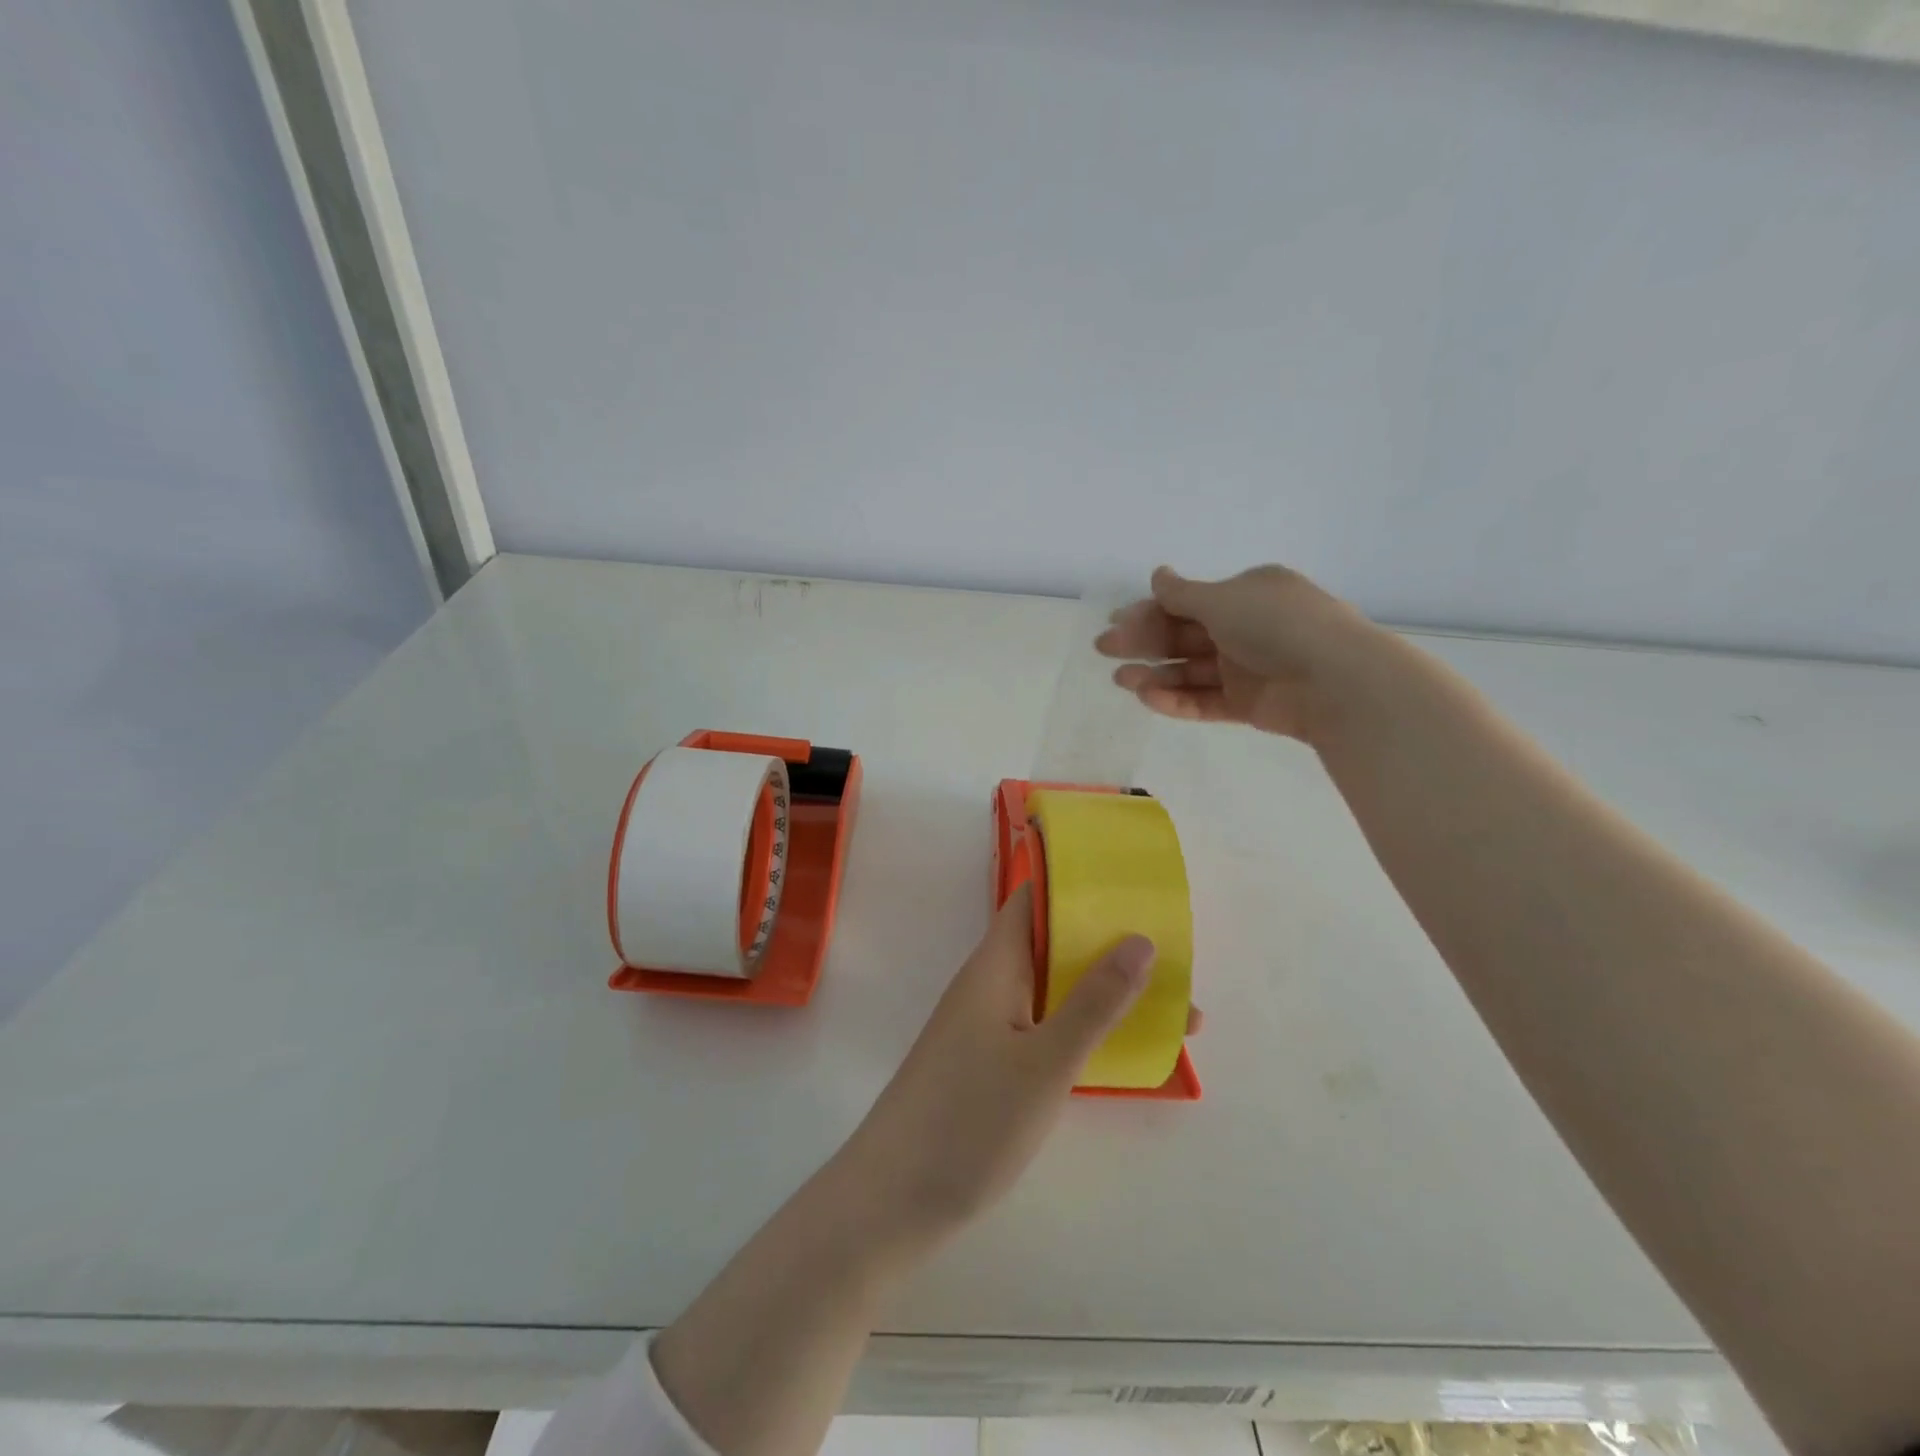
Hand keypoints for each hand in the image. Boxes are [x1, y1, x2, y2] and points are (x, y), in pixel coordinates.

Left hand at [841, 888, 1189, 1241]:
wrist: (893, 1200)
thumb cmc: (969, 1120)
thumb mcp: (1045, 1063)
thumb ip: (1094, 1003)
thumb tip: (1141, 940)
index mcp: (995, 965)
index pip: (1034, 900)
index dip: (1080, 888)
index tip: (1136, 890)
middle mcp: (990, 984)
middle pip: (1053, 946)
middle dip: (1110, 948)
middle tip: (1177, 962)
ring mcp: (988, 1025)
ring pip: (1054, 991)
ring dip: (1105, 993)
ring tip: (1173, 1012)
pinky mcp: (991, 1064)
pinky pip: (1046, 1027)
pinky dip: (1085, 1029)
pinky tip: (1123, 1053)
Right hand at [1096, 564, 1386, 745]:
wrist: (1335, 680)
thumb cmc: (1276, 625)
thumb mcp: (1224, 600)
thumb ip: (1182, 593)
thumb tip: (1157, 575)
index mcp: (1246, 594)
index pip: (1188, 601)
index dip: (1149, 610)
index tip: (1115, 621)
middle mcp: (1246, 627)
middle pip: (1184, 635)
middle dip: (1144, 641)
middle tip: (1105, 650)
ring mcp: (1248, 667)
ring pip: (1191, 670)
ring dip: (1155, 673)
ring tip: (1122, 680)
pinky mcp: (1249, 704)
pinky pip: (1206, 700)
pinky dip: (1178, 700)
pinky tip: (1150, 698)